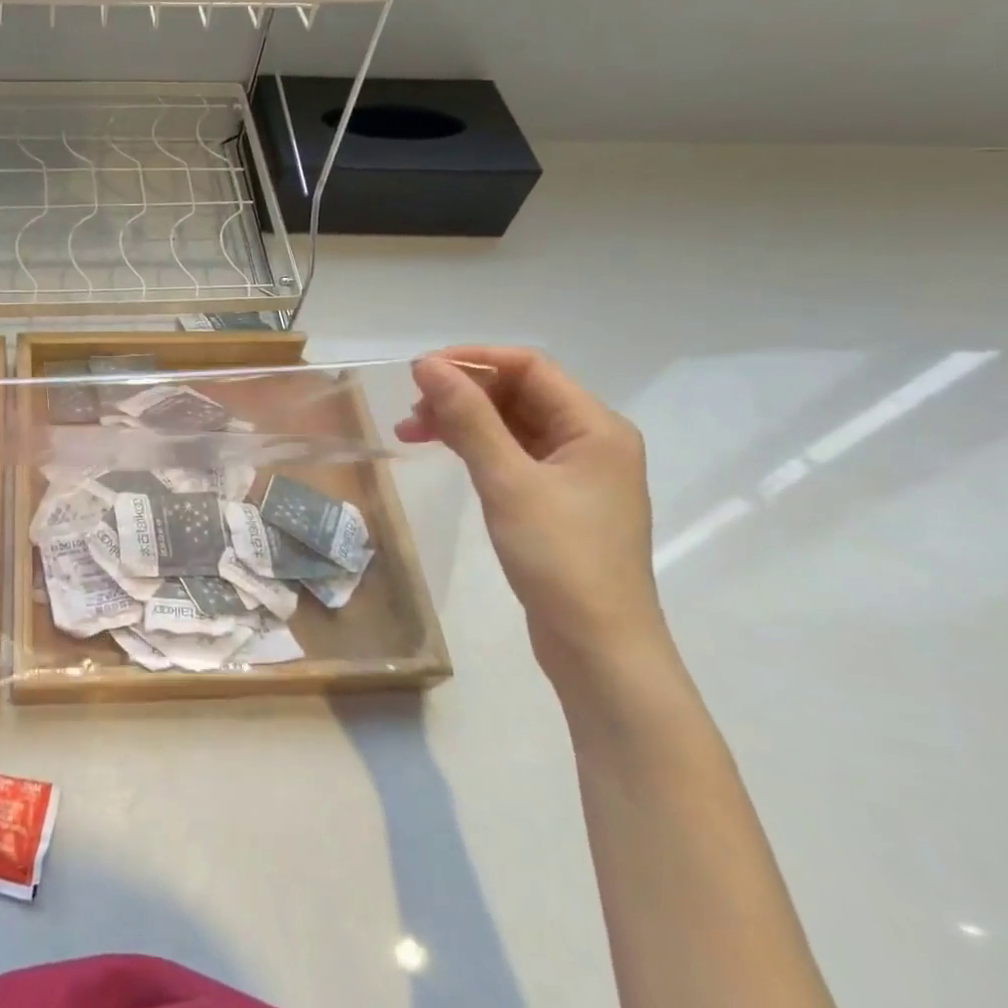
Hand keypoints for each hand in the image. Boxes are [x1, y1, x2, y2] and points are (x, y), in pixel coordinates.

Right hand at [397, 347, 669, 680]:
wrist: (598, 646)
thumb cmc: (559, 557)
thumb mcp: (507, 481)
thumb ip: (468, 418)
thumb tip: (427, 366)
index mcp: (595, 427)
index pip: (530, 367)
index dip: (473, 360)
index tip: (419, 371)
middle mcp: (590, 440)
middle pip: (519, 393)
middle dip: (462, 393)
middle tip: (410, 408)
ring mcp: (574, 473)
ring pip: (511, 424)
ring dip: (462, 420)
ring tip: (410, 431)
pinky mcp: (556, 500)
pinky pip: (511, 454)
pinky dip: (474, 447)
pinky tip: (441, 451)